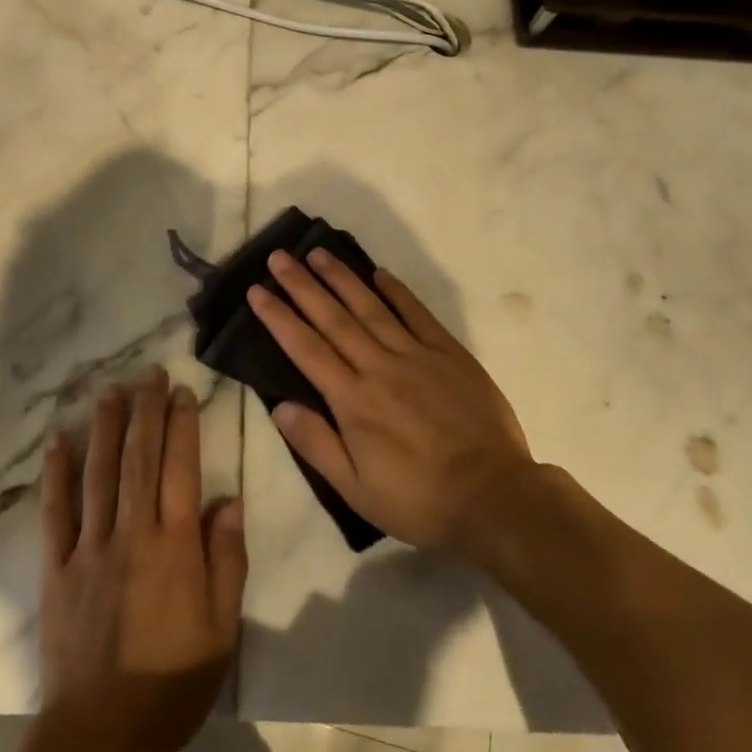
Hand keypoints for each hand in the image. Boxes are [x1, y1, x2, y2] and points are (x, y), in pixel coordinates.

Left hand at [38, 368, 246, 751]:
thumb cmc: (173, 682)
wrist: (103, 732)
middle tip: (148, 373)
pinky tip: (57, 442)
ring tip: (108, 391)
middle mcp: (133, 533)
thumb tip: (228, 501)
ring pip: (98, 473)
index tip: (181, 391)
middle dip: (145, 411)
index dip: (182, 425)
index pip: (181, 469)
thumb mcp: (222, 628)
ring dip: (104, 428)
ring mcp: (90, 546)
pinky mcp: (57, 566)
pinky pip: (56, 512)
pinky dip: (56, 475)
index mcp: (175, 546)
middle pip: (139, 459)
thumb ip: (227, 560)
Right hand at [247, 250, 535, 566]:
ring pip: (370, 307)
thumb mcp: (356, 489)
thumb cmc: (419, 499)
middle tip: (279, 257)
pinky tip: (379, 273)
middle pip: (332, 318)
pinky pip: (418, 314)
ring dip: (341, 278)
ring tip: (318, 252)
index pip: (305, 349)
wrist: (495, 497)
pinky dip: (397, 291)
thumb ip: (316, 444)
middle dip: (302, 285)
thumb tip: (279, 406)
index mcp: (352, 400)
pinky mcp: (449, 354)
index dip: (278, 317)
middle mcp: (378, 367)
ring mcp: (416, 356)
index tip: (257, 291)